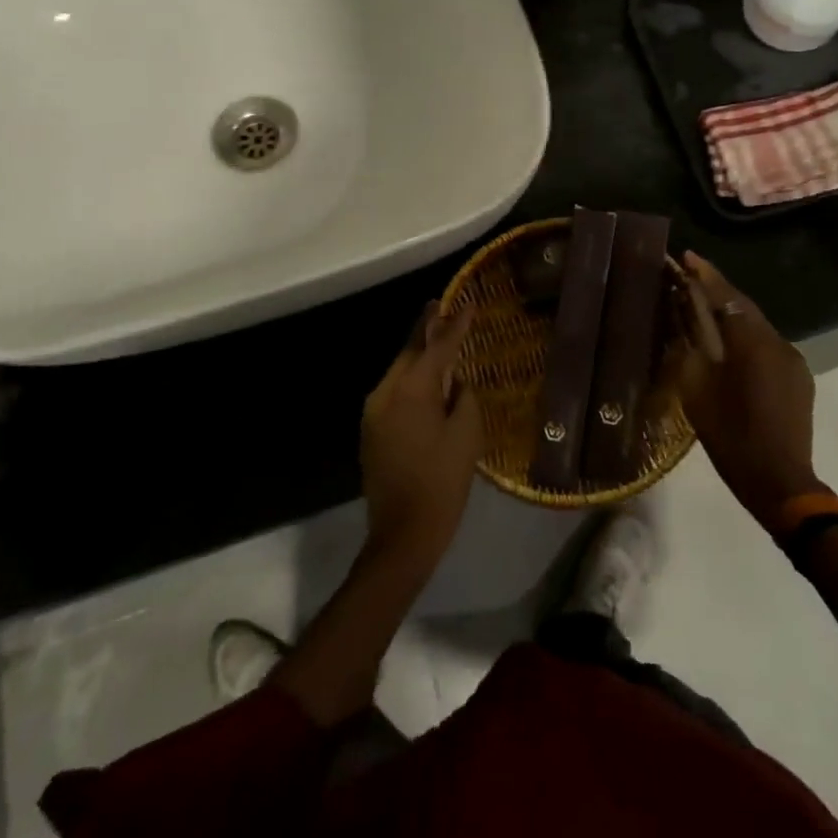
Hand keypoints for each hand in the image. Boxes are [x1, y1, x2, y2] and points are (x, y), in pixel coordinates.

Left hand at [360, 303, 482, 572]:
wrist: (402, 535)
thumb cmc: (442, 483)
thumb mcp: (467, 435)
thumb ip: (463, 396)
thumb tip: (455, 381)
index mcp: (411, 390)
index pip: (437, 347)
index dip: (455, 325)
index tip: (467, 302)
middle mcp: (385, 392)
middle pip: (410, 352)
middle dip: (427, 330)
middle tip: (444, 308)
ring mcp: (373, 412)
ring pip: (400, 371)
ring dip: (419, 356)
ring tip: (439, 338)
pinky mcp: (371, 430)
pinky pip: (394, 392)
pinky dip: (412, 380)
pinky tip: (428, 381)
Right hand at [679, 253, 824, 529]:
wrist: (780, 482)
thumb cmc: (731, 436)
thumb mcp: (697, 390)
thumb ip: (692, 347)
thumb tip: (686, 317)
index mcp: (751, 343)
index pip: (726, 296)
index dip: (705, 275)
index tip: (687, 255)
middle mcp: (777, 342)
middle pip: (743, 307)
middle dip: (717, 290)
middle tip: (689, 276)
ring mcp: (792, 360)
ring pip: (756, 325)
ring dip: (731, 314)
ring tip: (704, 308)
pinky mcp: (798, 378)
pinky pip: (767, 345)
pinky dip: (746, 336)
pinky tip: (730, 345)